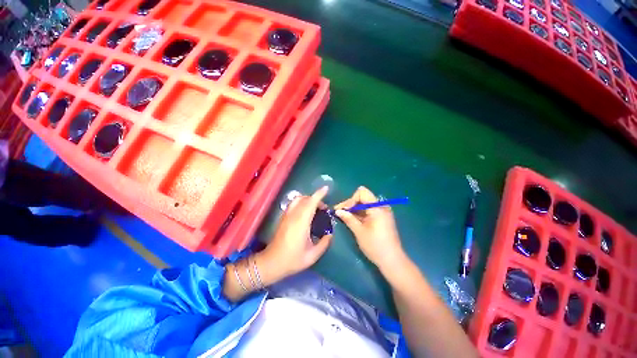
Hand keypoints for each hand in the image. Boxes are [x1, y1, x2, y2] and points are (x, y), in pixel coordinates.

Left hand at [260, 187, 332, 281]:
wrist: (271, 263)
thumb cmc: (292, 260)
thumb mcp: (312, 255)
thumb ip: (324, 243)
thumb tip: (330, 233)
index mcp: (301, 223)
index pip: (310, 203)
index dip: (319, 194)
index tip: (326, 188)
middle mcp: (293, 216)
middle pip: (305, 199)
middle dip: (316, 198)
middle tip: (324, 208)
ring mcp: (286, 215)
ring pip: (298, 199)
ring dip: (308, 200)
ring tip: (316, 209)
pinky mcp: (283, 218)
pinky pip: (294, 204)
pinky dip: (302, 203)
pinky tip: (306, 213)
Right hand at [335, 186, 404, 270]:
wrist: (392, 260)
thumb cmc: (375, 246)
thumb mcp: (359, 231)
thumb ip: (348, 218)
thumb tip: (337, 211)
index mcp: (377, 207)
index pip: (362, 193)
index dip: (350, 200)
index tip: (343, 209)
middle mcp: (381, 206)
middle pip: (363, 197)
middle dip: (350, 203)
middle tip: (339, 212)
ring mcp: (383, 212)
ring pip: (365, 204)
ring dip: (354, 208)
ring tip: (344, 215)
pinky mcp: (382, 218)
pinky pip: (369, 210)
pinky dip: (360, 213)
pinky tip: (352, 219)